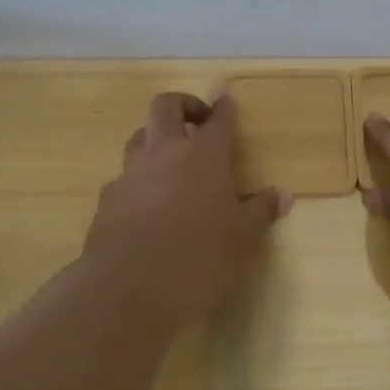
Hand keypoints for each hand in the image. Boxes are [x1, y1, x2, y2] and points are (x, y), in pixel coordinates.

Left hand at [84, 92, 289, 323]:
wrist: (131, 287)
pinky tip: (146, 205)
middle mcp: (164, 153)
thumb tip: (283, 194)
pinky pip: (123, 178)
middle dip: (183, 105)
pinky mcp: (107, 200)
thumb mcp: (244, 239)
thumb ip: (262, 211)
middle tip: (196, 121)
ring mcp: (130, 174)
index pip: (218, 119)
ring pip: (138, 137)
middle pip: (166, 106)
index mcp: (205, 155)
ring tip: (171, 162)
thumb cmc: (201, 257)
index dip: (224, 108)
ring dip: (155, 140)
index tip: (226, 101)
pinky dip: (137, 181)